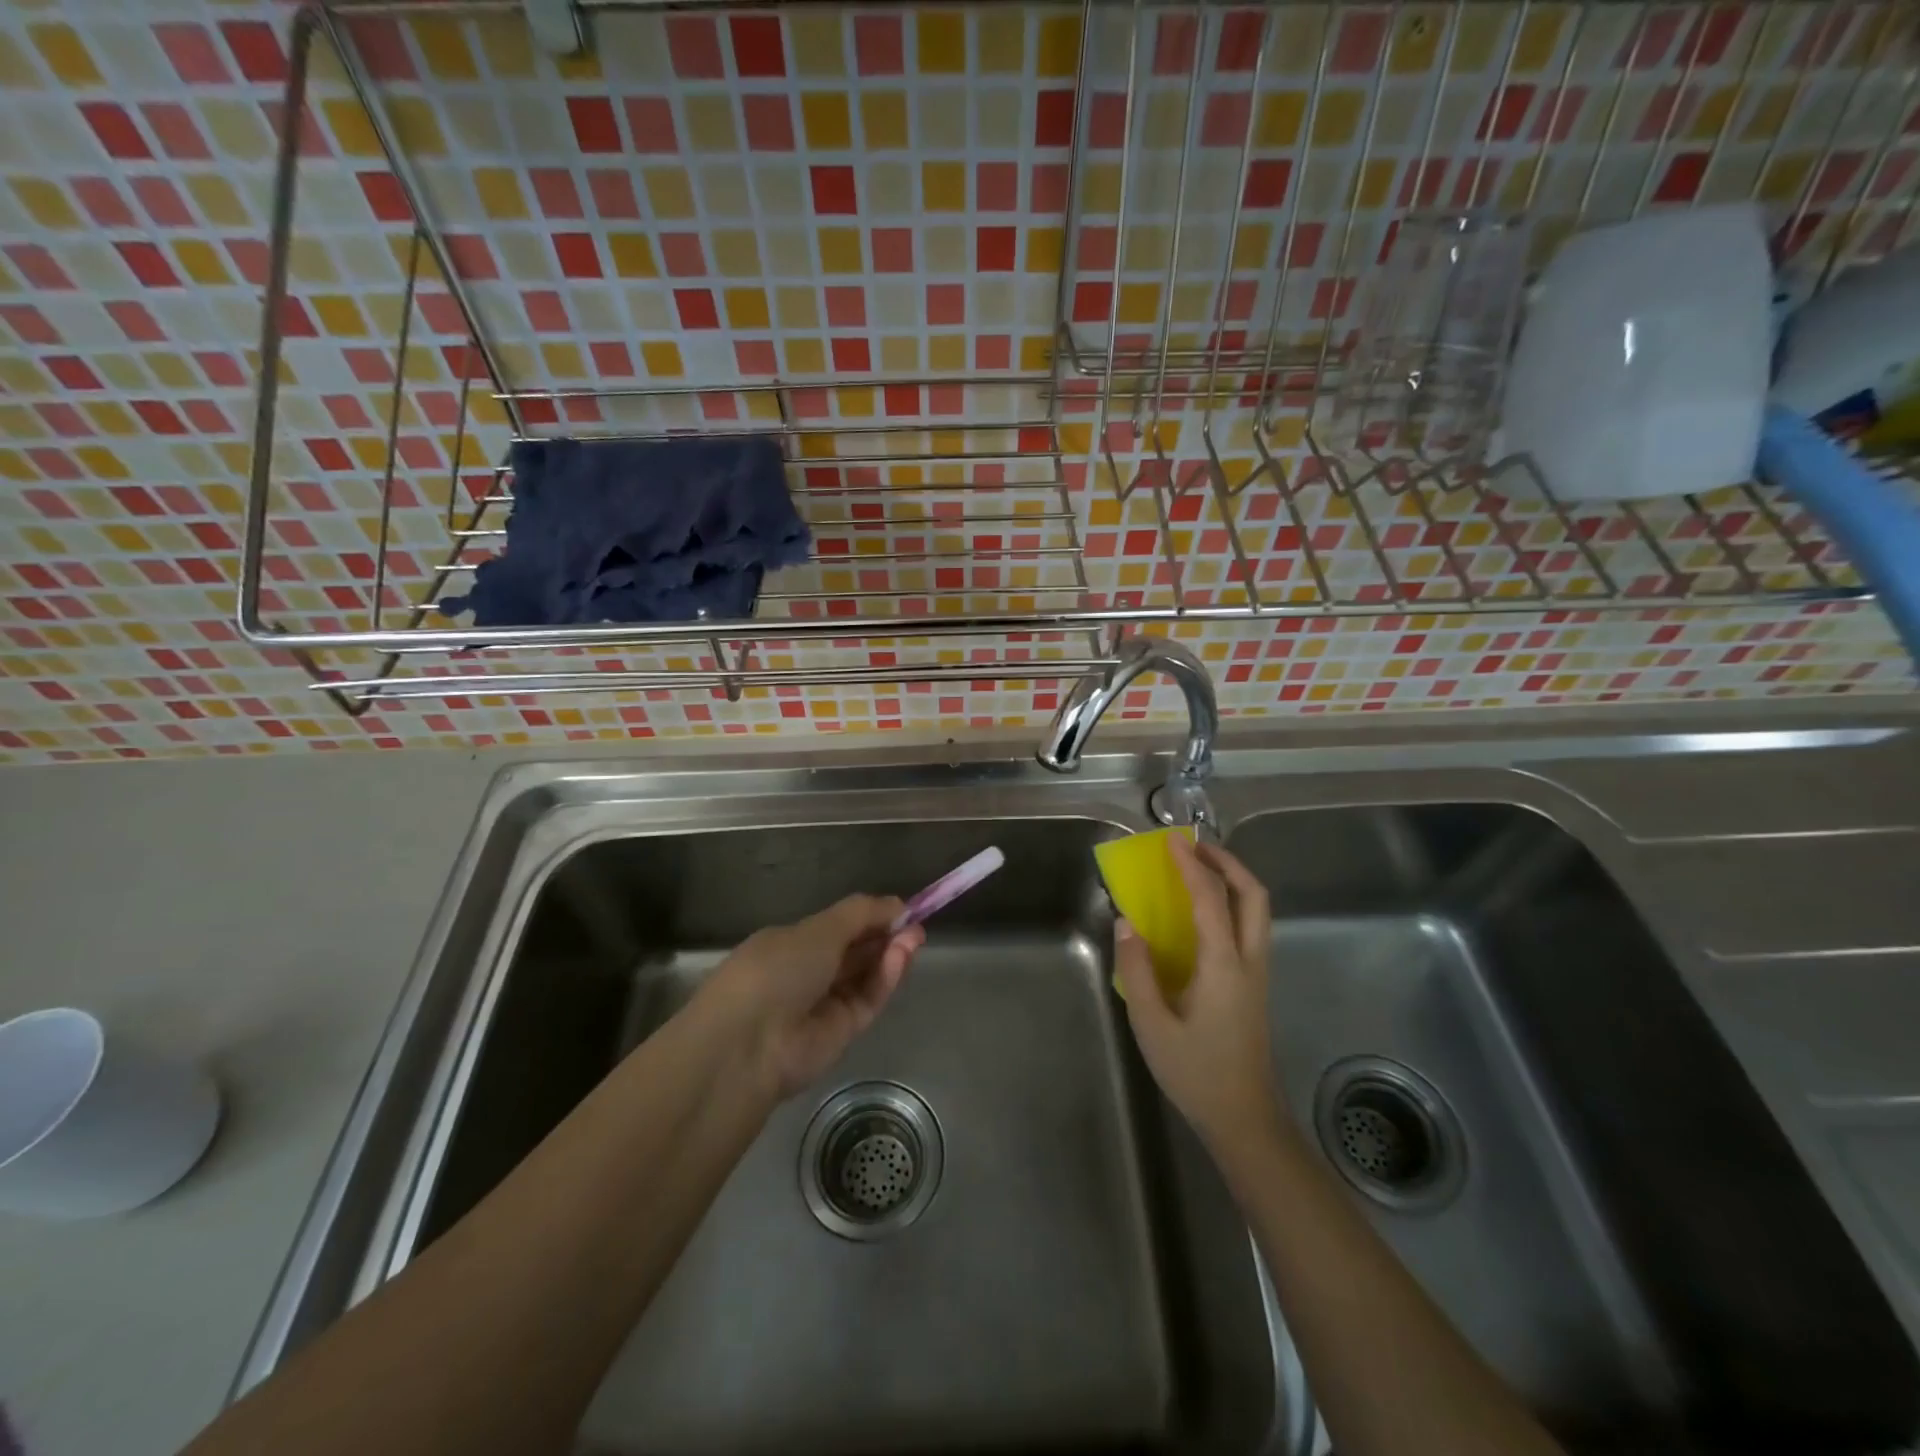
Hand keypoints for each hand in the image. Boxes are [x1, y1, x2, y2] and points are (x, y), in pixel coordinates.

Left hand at [706, 895, 924, 1097]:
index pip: (838, 928)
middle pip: (856, 951)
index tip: (900, 909)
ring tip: (914, 937)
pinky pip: (868, 999)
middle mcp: (807, 973)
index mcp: (790, 944)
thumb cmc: (775, 969)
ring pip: (866, 975)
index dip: (869, 917)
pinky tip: (901, 958)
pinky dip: (885, 978)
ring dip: (890, 954)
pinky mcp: (843, 1032)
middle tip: (915, 924)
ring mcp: (825, 1004)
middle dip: (885, 935)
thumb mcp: (817, 929)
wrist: (749, 1043)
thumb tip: (896, 904)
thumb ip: (861, 914)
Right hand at [1115, 836, 1282, 1158]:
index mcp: (1224, 965)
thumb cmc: (1196, 1072)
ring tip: (1199, 869)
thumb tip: (1126, 922)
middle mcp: (1249, 961)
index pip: (1211, 899)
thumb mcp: (1152, 1024)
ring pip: (1257, 910)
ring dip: (1233, 880)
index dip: (1191, 865)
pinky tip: (1203, 913)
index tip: (1172, 841)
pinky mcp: (1255, 985)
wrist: (1244, 1118)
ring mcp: (1258, 973)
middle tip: (1195, 847)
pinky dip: (1232, 903)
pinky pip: (1250, 927)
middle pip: (1254, 895)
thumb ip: (1138, 969)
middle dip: (1227, 863)